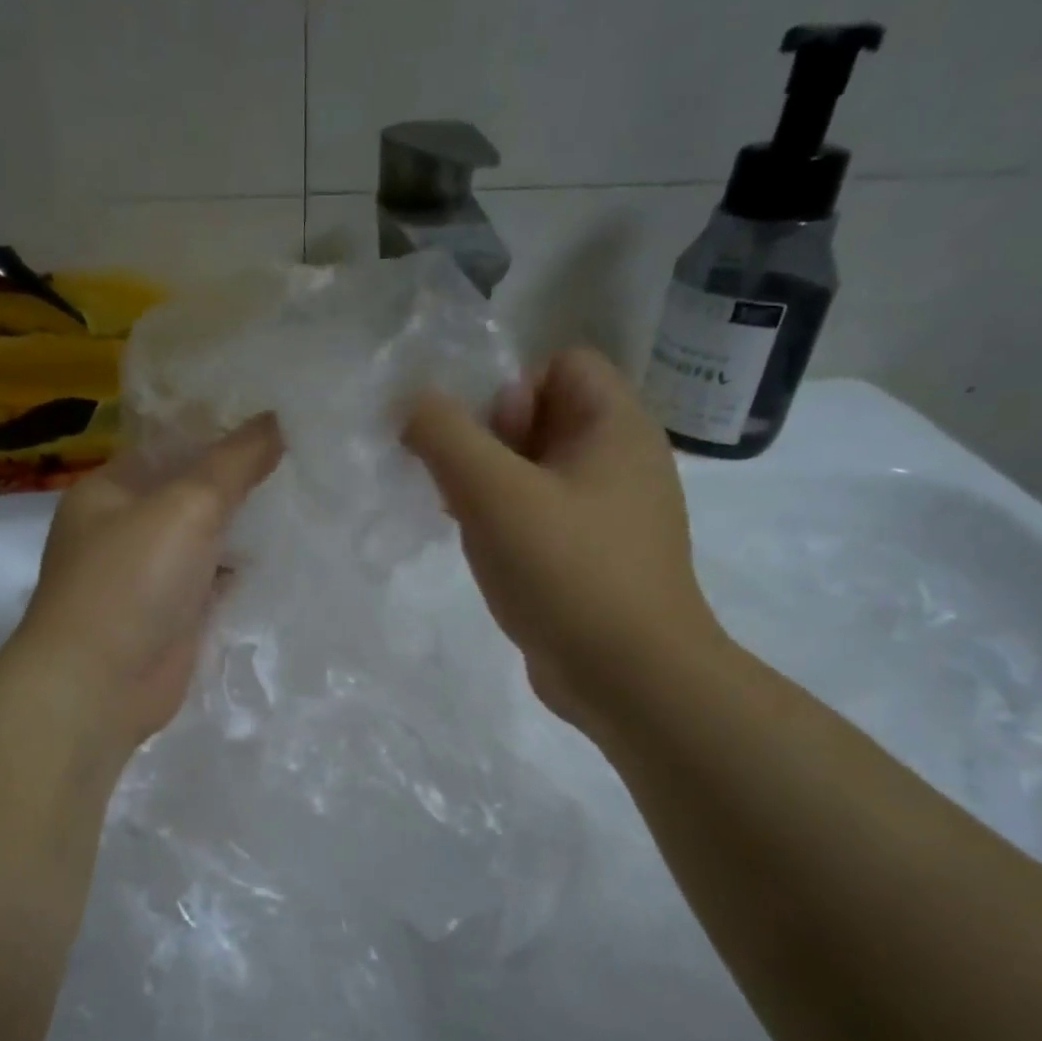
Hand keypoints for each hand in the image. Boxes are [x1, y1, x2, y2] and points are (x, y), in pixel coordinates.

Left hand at [11, 416, 282, 757]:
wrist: (100, 685)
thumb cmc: (132, 580)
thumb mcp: (186, 506)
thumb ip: (234, 462)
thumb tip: (276, 418)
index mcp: (110, 489)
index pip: (170, 444)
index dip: (219, 430)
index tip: (277, 420)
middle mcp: (125, 529)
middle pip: (189, 492)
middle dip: (238, 480)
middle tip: (302, 456)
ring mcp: (148, 576)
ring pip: (204, 539)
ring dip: (243, 527)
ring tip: (304, 499)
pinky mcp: (172, 616)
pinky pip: (212, 582)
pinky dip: (240, 571)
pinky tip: (283, 557)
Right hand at [405, 349, 725, 733]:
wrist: (629, 677)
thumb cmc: (567, 571)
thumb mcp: (494, 493)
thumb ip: (445, 436)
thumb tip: (412, 403)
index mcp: (616, 426)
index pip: (560, 363)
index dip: (508, 388)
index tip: (480, 445)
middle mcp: (622, 460)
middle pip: (543, 417)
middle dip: (490, 444)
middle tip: (464, 490)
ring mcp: (611, 514)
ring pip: (536, 472)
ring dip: (491, 488)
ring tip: (467, 524)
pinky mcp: (595, 557)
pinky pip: (543, 517)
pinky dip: (509, 524)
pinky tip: (486, 555)